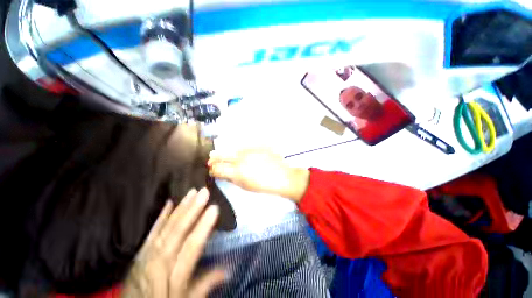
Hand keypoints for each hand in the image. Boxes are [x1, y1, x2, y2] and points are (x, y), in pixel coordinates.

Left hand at [122, 188, 225, 297]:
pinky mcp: (140, 251)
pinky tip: (169, 202)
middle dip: (192, 210)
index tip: (214, 208)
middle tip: (204, 191)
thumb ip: (205, 285)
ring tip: (192, 191)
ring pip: (166, 227)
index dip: (203, 226)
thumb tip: (228, 270)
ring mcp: (147, 254)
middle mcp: (159, 262)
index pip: (192, 246)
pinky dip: (160, 216)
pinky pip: (151, 230)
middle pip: (178, 232)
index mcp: (174, 276)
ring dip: (181, 208)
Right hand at [207, 148, 309, 201]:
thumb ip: (231, 178)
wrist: (282, 176)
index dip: (212, 169)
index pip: (217, 168)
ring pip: (232, 149)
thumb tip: (222, 173)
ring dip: (227, 153)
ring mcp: (249, 150)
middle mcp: (240, 158)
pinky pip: (244, 146)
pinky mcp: (256, 145)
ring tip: (226, 156)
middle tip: (211, 160)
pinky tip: (243, 154)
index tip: (212, 170)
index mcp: (237, 171)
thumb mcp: (245, 186)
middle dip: (214, 158)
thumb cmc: (263, 185)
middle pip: (221, 154)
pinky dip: (240, 150)